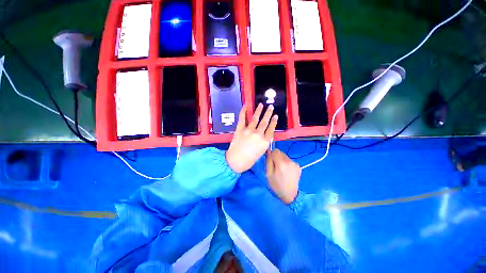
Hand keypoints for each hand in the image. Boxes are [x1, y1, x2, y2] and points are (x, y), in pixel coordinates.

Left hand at [226, 104, 277, 172]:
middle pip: (265, 122)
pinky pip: (242, 118)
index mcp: (265, 141)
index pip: (271, 129)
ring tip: (261, 105)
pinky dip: (243, 111)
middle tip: (271, 107)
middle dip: (268, 113)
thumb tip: (265, 135)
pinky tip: (246, 106)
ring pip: (255, 118)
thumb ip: (264, 142)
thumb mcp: (261, 152)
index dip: (274, 122)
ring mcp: (249, 131)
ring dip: (259, 110)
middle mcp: (258, 134)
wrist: (236, 161)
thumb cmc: (249, 160)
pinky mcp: (240, 129)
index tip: (275, 116)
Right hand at [266, 149, 300, 203]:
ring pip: (285, 156)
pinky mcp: (298, 166)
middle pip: (280, 152)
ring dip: (282, 160)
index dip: (271, 155)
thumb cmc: (276, 185)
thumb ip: (268, 161)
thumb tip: (268, 151)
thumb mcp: (268, 173)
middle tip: (276, 167)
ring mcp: (295, 163)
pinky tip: (287, 171)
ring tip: (281, 170)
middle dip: (277, 157)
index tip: (271, 162)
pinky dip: (287, 163)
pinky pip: (289, 160)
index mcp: (281, 163)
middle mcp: (290, 161)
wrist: (290, 195)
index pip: (275, 150)